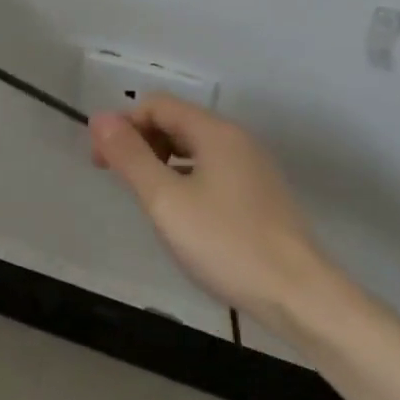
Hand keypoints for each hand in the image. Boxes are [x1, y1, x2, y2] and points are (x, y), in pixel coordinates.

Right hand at [90, 96, 346, 329]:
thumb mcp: (165, 200)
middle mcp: (236, 140)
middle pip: (176, 122)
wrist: (299, 295)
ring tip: (144, 197)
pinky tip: (180, 212)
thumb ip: (130, 157)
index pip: (157, 105)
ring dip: (161, 161)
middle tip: (116, 179)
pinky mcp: (260, 194)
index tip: (102, 161)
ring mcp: (252, 167)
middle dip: (140, 142)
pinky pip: (211, 169)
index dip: (123, 125)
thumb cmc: (226, 243)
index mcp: (214, 132)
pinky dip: (185, 178)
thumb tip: (100, 119)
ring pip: (194, 148)